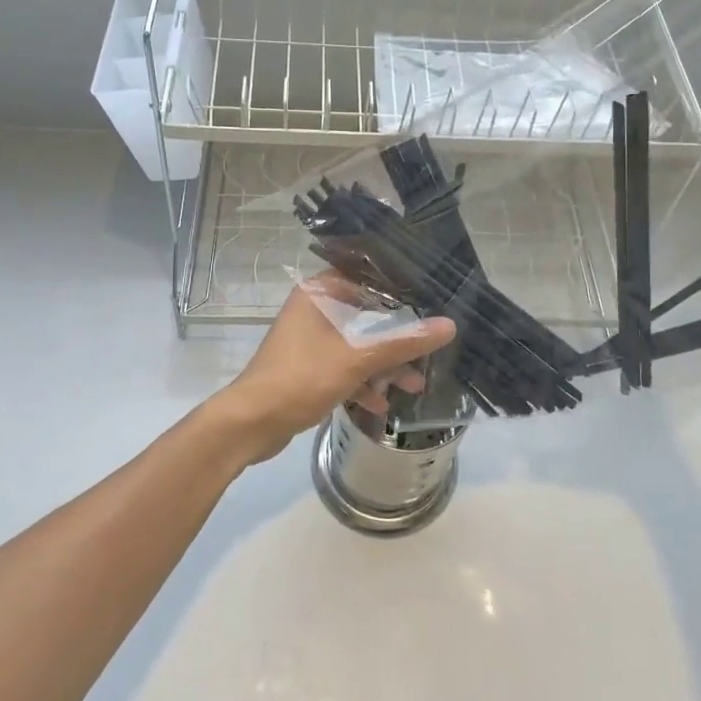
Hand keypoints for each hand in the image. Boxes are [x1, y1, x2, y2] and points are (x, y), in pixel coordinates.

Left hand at [212, 275, 457, 464]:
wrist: (251, 424)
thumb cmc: (302, 377)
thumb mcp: (358, 358)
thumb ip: (404, 342)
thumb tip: (449, 326)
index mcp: (319, 292)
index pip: (367, 277)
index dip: (399, 289)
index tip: (432, 301)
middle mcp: (314, 309)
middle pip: (366, 315)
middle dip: (397, 338)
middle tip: (428, 351)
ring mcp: (309, 340)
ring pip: (356, 345)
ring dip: (383, 365)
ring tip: (414, 386)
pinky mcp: (307, 368)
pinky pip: (343, 366)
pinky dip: (362, 381)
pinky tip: (382, 405)